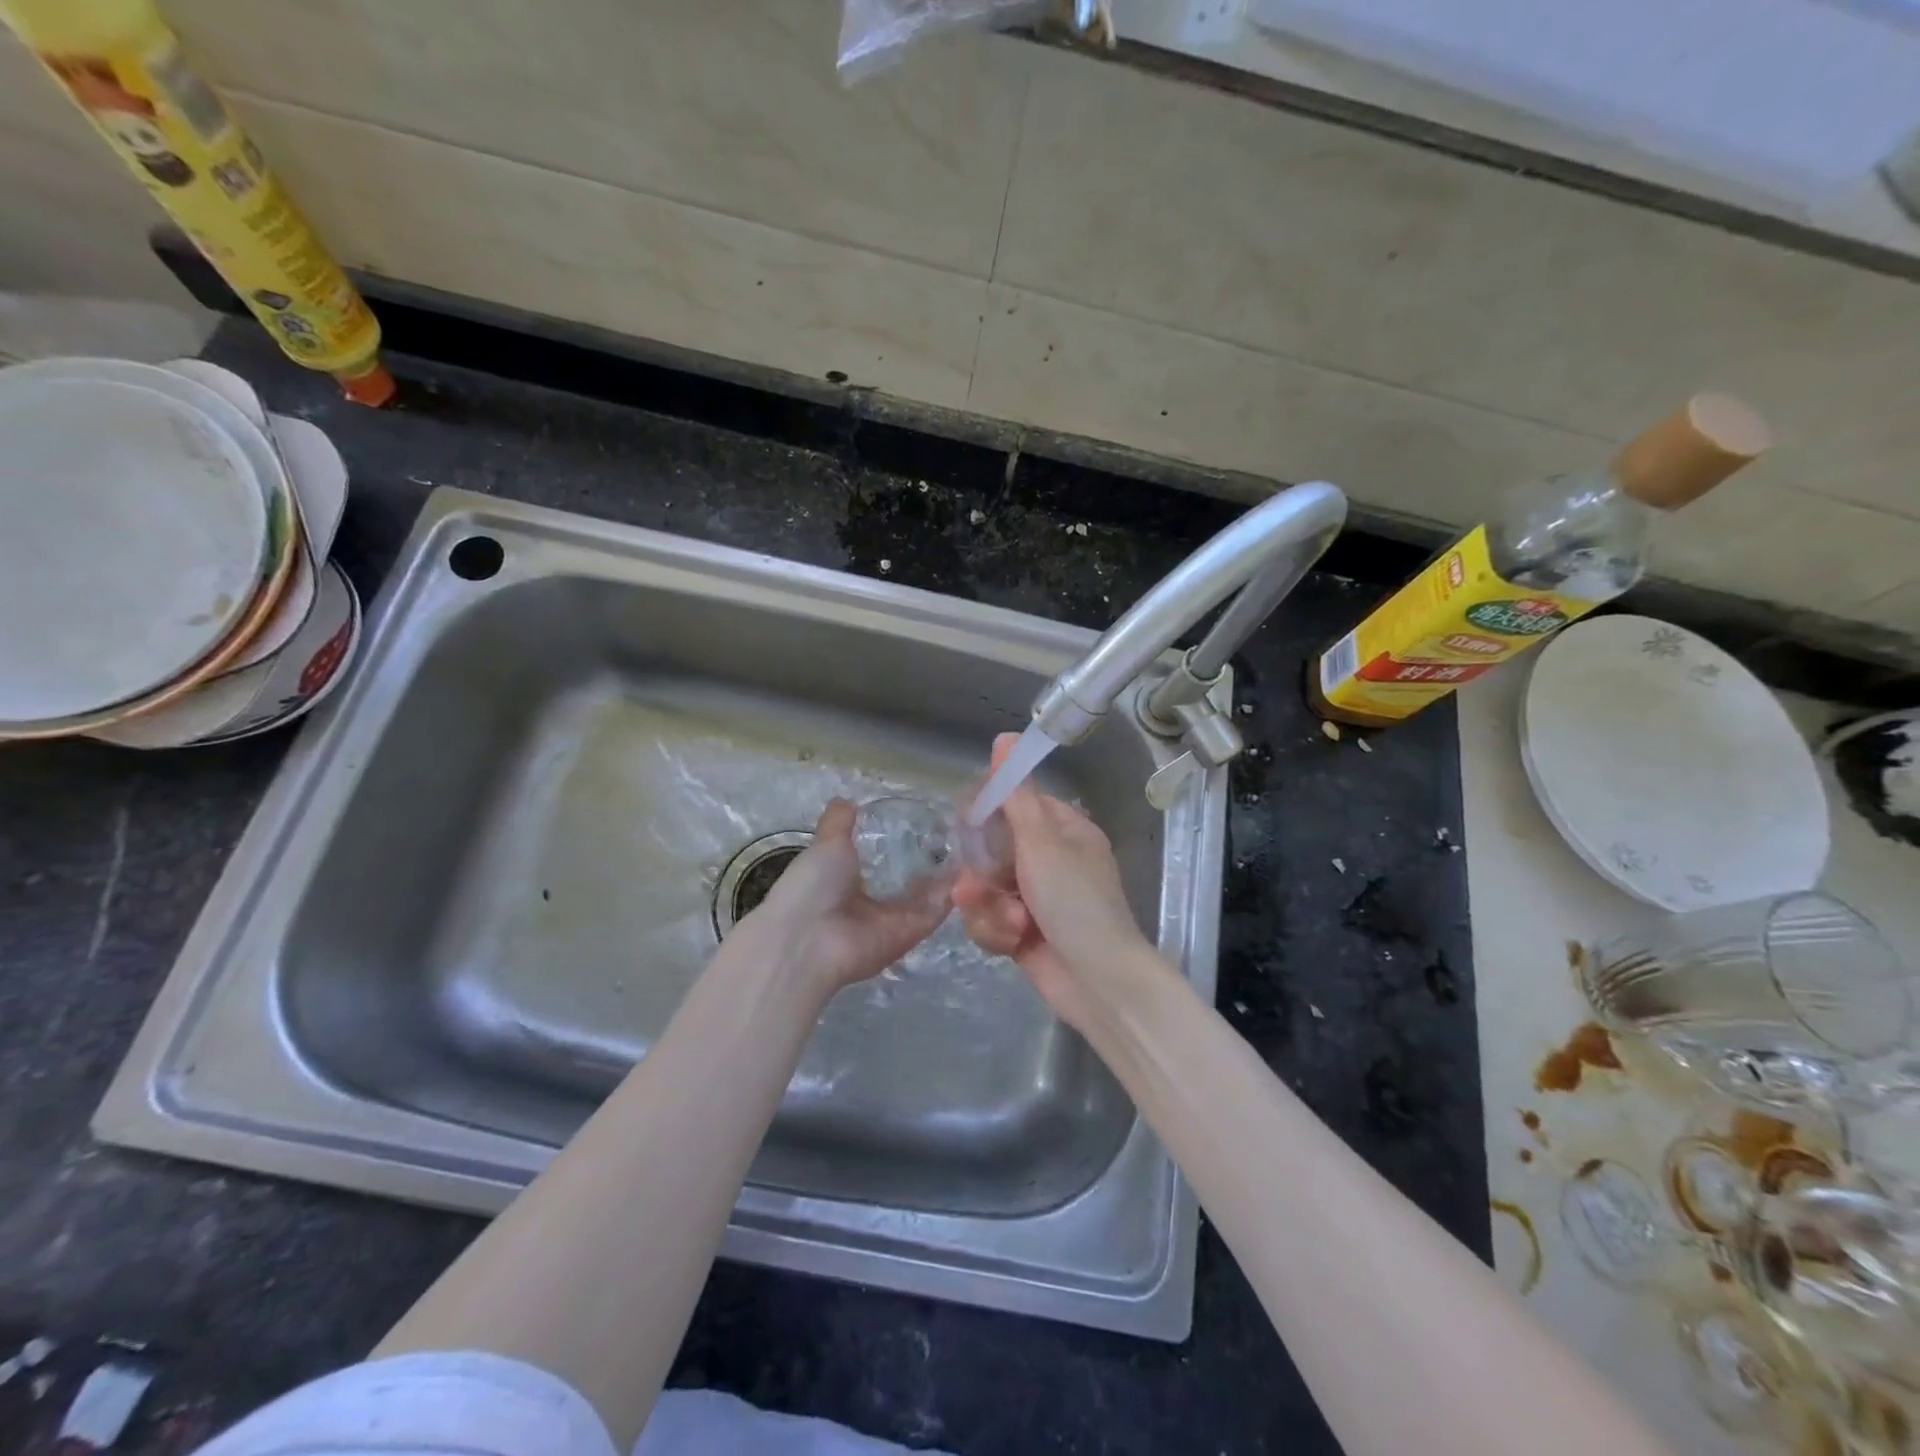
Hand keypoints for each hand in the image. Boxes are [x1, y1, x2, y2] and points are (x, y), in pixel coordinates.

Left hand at [742, 798, 950, 994]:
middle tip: (957, 833)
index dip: (903, 846)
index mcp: (848, 884)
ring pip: (929, 896)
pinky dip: (953, 892)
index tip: (926, 823)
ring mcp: (894, 921)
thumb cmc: (812, 887)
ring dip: (948, 875)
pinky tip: (970, 865)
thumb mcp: (826, 845)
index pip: (883, 864)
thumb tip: (847, 799)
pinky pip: (936, 911)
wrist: (809, 939)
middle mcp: (873, 905)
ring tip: (971, 844)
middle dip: (932, 862)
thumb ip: (840, 823)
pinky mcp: (912, 933)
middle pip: (911, 883)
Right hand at [952, 734, 1155, 1031]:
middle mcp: (1051, 860)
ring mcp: (1035, 898)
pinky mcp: (1022, 931)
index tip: (967, 821)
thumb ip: (1017, 795)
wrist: (1097, 983)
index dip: (990, 810)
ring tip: (1010, 923)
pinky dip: (995, 931)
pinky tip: (1011, 943)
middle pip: (993, 848)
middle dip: (982, 872)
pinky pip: (989, 918)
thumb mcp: (1043, 843)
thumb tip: (1006, 737)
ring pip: (985, 886)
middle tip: (976, 885)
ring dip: (989, 907)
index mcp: (1065, 831)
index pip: (1019, 803)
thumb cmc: (1075, 904)